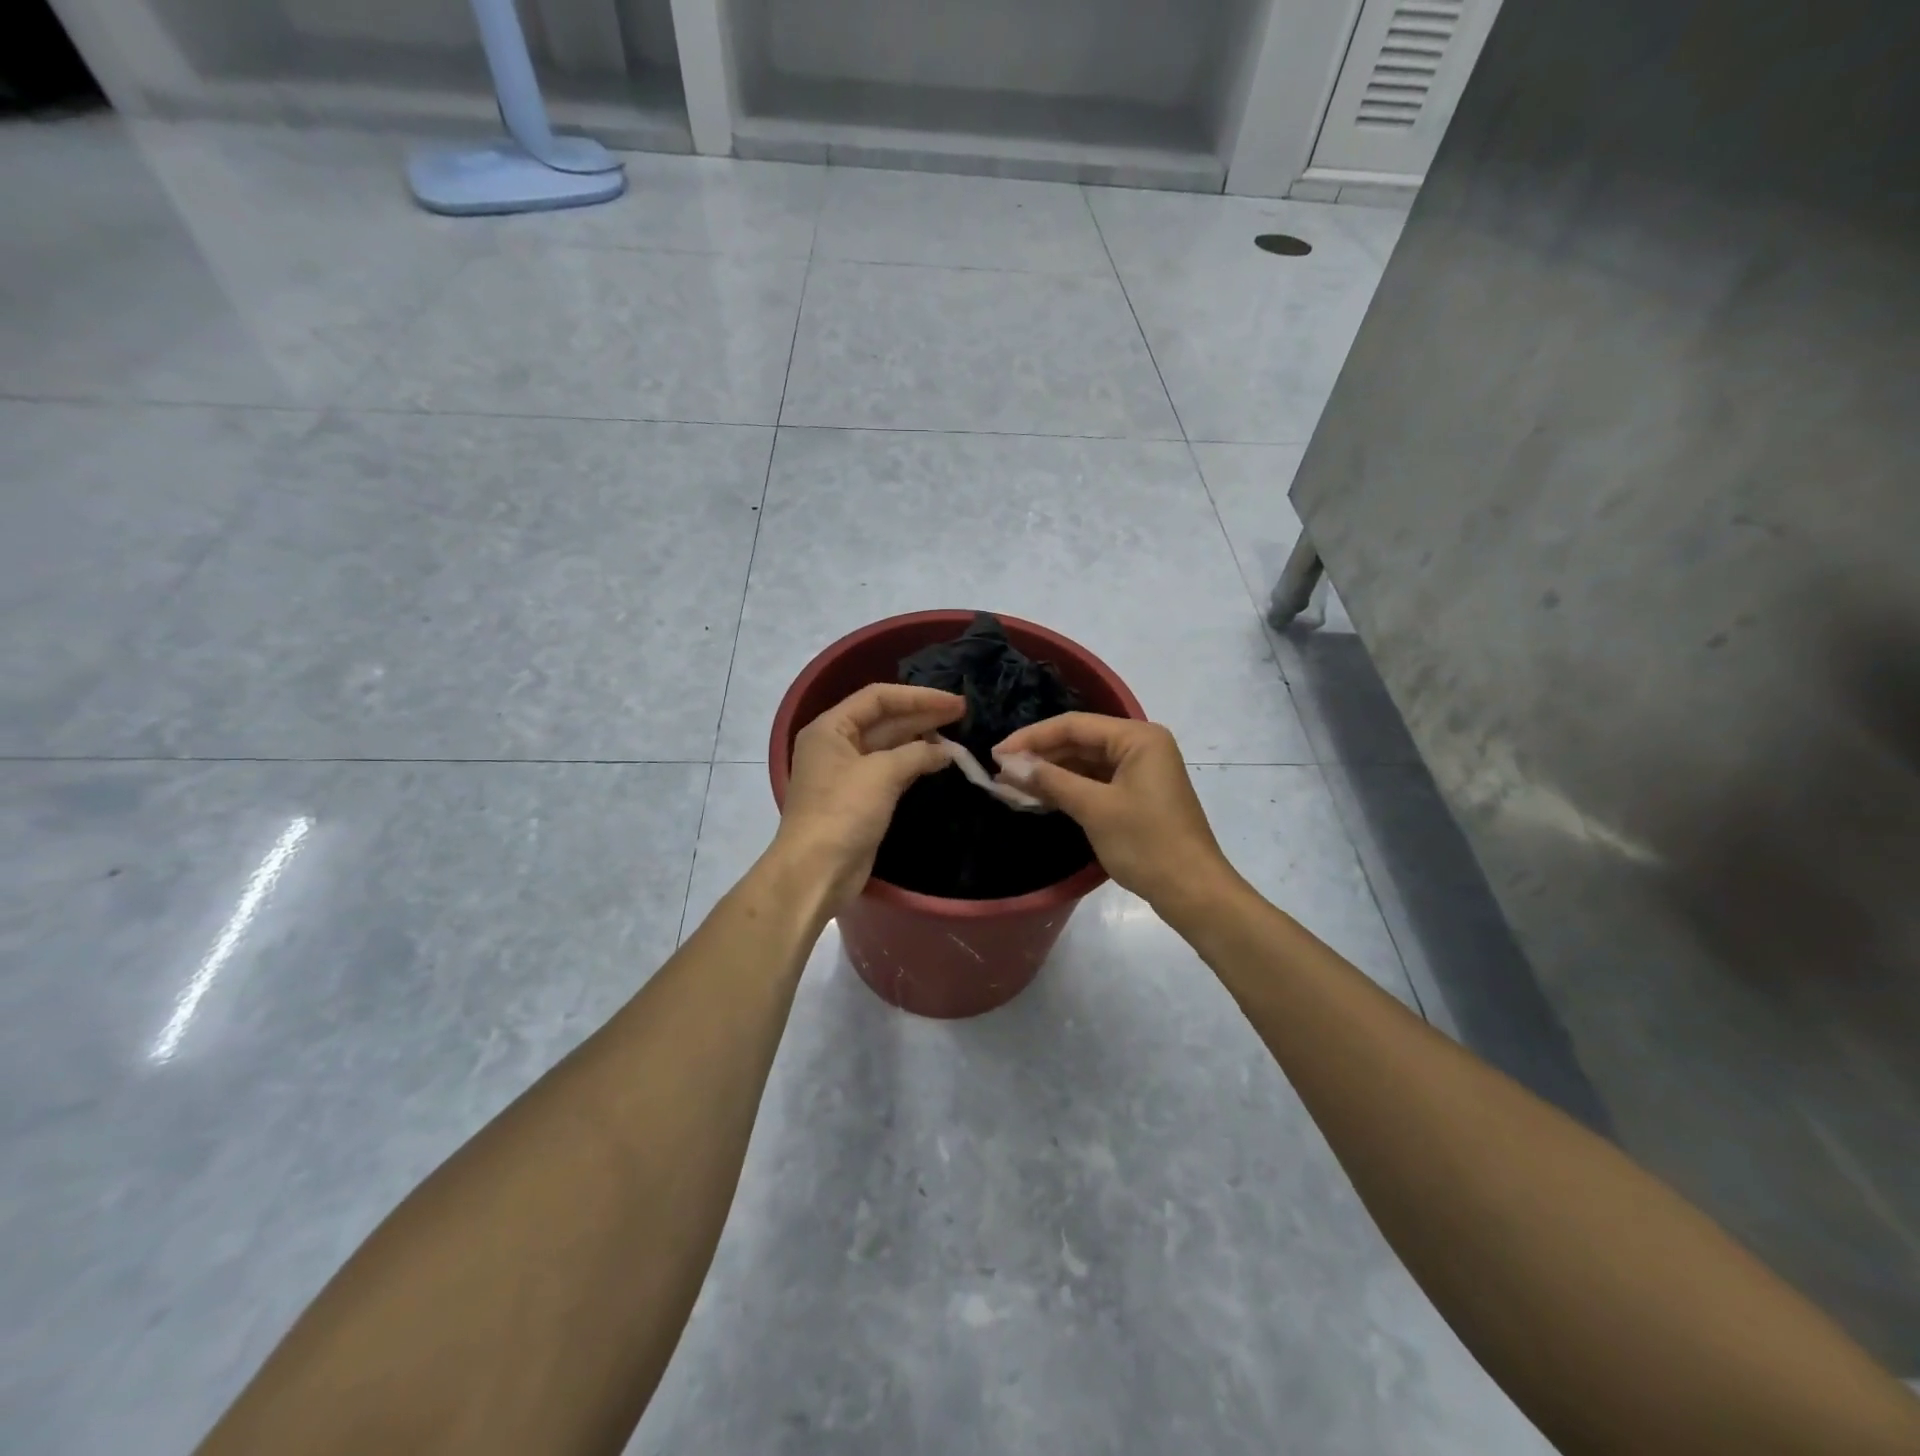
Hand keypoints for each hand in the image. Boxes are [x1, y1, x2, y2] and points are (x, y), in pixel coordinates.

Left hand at [772, 683, 965, 911]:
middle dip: (922, 715)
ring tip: (956, 734)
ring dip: (921, 739)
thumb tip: (947, 751)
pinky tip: (939, 760)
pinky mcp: (861, 798)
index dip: (917, 696)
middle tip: (962, 712)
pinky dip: (914, 763)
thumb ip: (917, 754)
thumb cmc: (843, 812)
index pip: (877, 698)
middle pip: (884, 720)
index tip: (952, 702)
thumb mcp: (881, 774)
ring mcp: (848, 773)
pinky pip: (891, 770)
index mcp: (830, 728)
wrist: (817, 871)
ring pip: (889, 746)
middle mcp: (836, 744)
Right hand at [993, 715, 1234, 911]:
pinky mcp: (1137, 795)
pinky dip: (1068, 788)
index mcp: (1138, 738)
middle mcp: (1141, 745)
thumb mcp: (1094, 808)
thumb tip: (1008, 764)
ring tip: (1011, 784)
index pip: (1074, 725)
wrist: (1193, 891)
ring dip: (1051, 773)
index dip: (1032, 737)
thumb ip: (1050, 781)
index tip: (996, 753)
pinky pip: (1095, 782)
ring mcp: (1141, 771)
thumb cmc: (1146, 843)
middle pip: (1080, 741)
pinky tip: (1039, 796)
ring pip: (1085, 762)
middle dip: (1040, 755)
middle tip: (1000, 771)